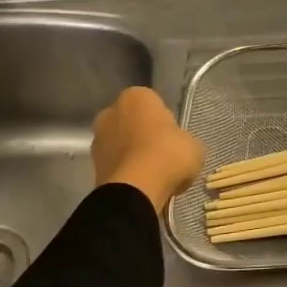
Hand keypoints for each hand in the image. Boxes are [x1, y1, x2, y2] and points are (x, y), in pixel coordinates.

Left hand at [92, 88, 203, 213]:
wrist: (136, 190)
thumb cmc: (168, 155)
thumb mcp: (194, 145)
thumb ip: (185, 140)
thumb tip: (181, 147)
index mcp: (136, 96)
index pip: (154, 103)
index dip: (165, 121)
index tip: (174, 138)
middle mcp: (111, 111)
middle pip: (133, 122)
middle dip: (144, 135)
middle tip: (164, 155)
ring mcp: (98, 139)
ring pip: (121, 144)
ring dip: (133, 154)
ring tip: (153, 174)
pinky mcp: (92, 166)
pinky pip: (115, 165)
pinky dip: (125, 172)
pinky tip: (141, 184)